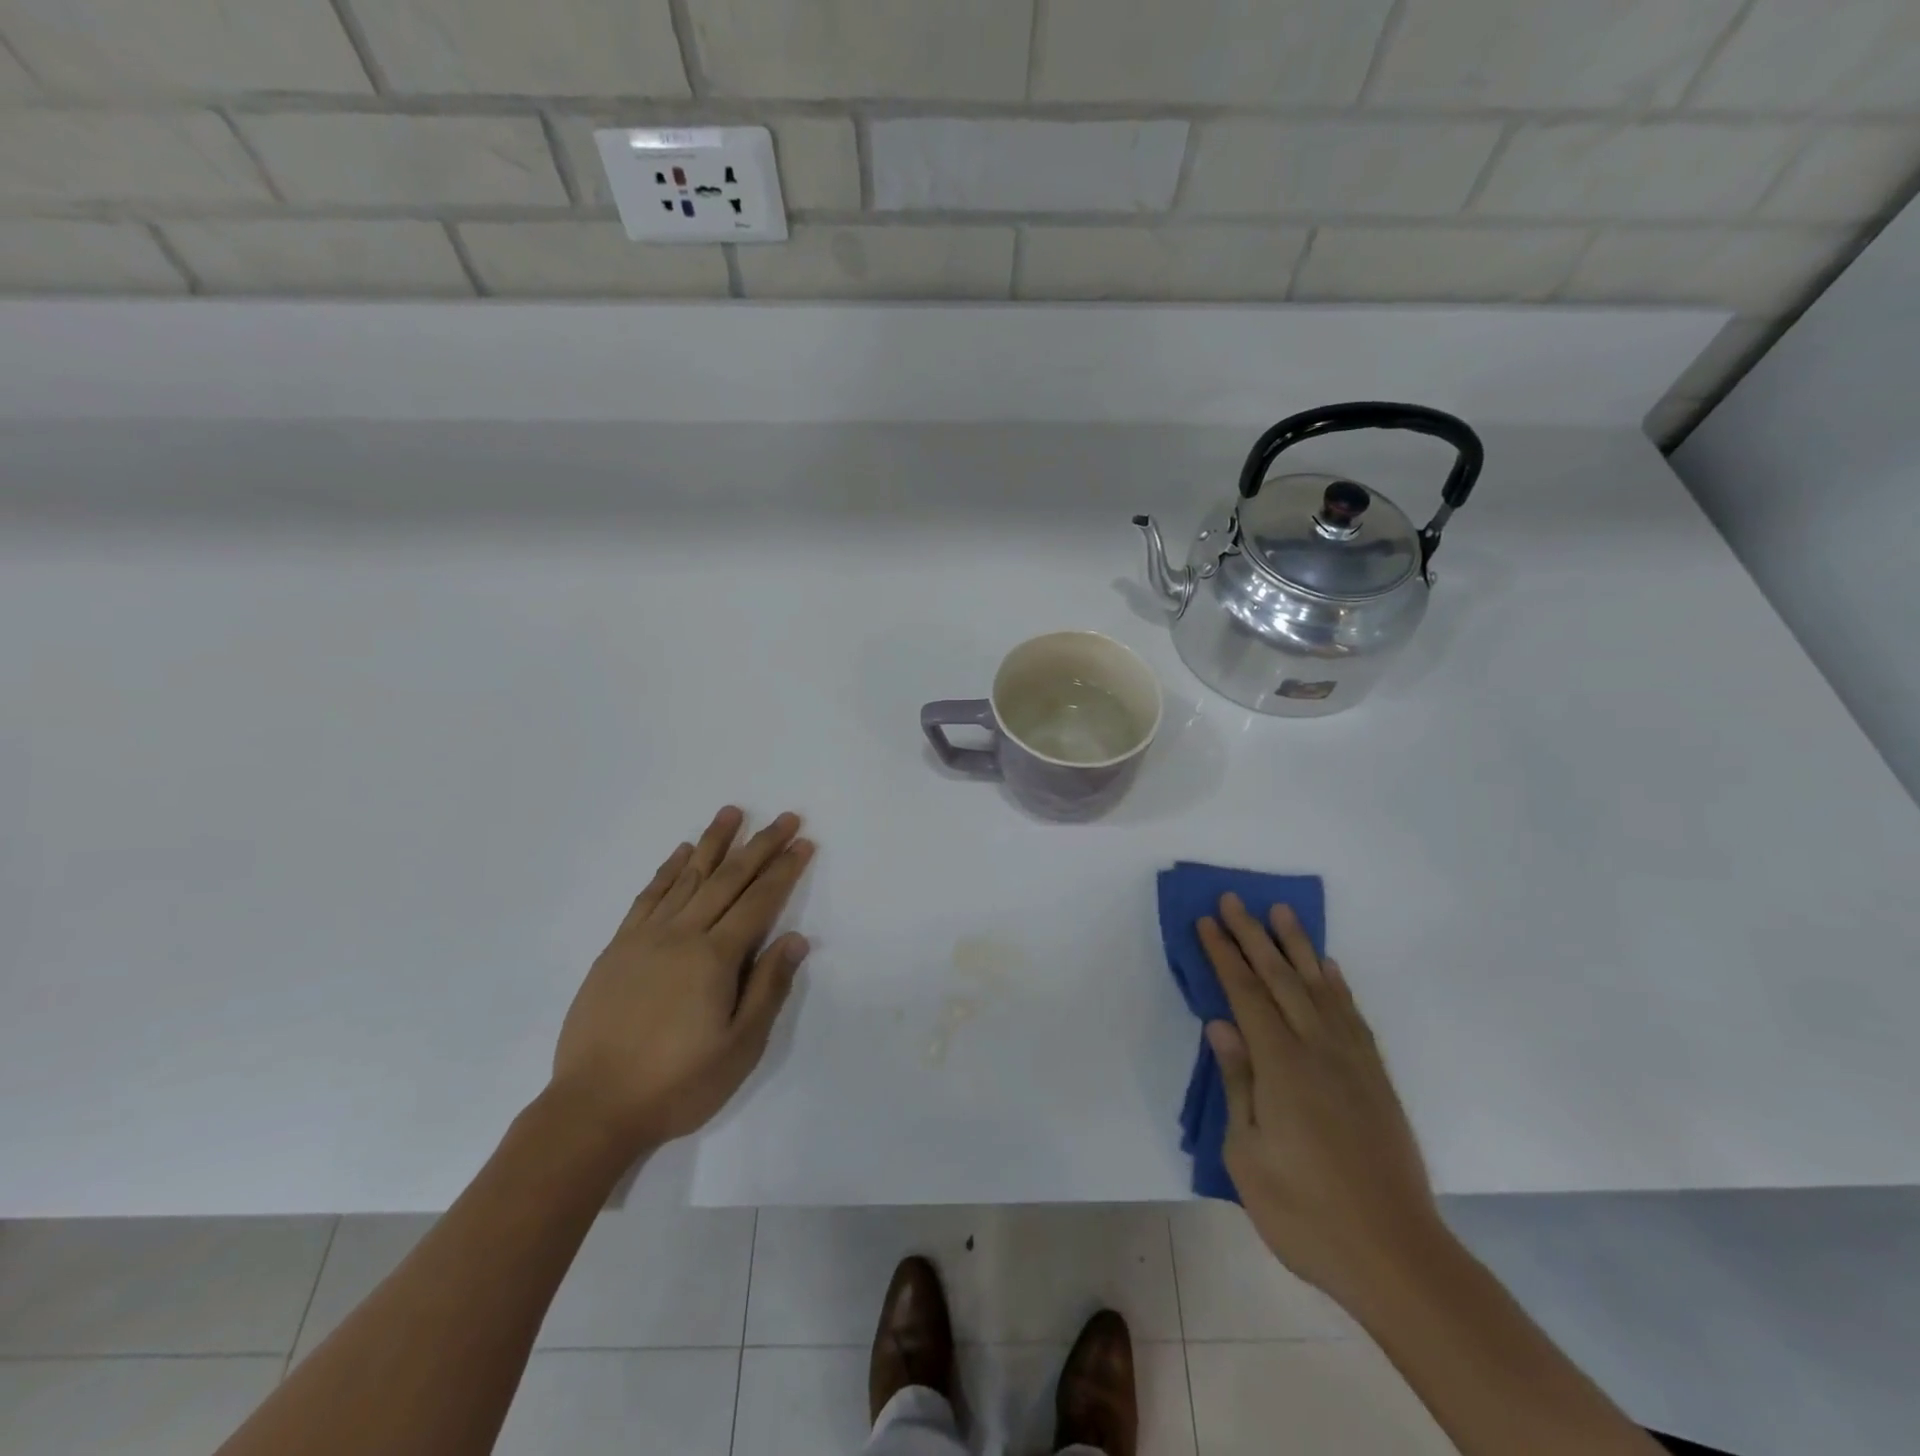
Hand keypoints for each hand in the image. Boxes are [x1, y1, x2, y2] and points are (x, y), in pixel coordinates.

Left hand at [551, 806, 814, 1153]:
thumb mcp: (739, 1047)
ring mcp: (645, 938)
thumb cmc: (677, 1083)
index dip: (784, 870)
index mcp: (714, 958)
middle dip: (760, 845)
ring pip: (687, 877)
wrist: (592, 1108)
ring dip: (713, 843)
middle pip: (728, 879)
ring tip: (732, 813)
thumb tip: (796, 939)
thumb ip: (768, 987)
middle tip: (785, 818)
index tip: (803, 842)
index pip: (759, 901)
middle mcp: (681, 935)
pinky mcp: (617, 948)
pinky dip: (667, 870)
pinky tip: (680, 853)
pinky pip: (648, 896)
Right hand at [1200, 894, 1442, 1310]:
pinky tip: (1328, 968)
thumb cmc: (1305, 1212)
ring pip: (1320, 988)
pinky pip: (1353, 1016)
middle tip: (1234, 899)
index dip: (1224, 954)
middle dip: (1253, 936)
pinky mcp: (1376, 1079)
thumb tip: (1220, 1024)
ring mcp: (1353, 1062)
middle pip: (1281, 979)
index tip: (1206, 922)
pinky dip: (1337, 985)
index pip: (1246, 994)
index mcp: (1281, 1066)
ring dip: (1298, 947)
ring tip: (1282, 912)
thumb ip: (1237, 1082)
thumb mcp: (1247, 1155)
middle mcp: (1319, 1050)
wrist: (1397, 1256)